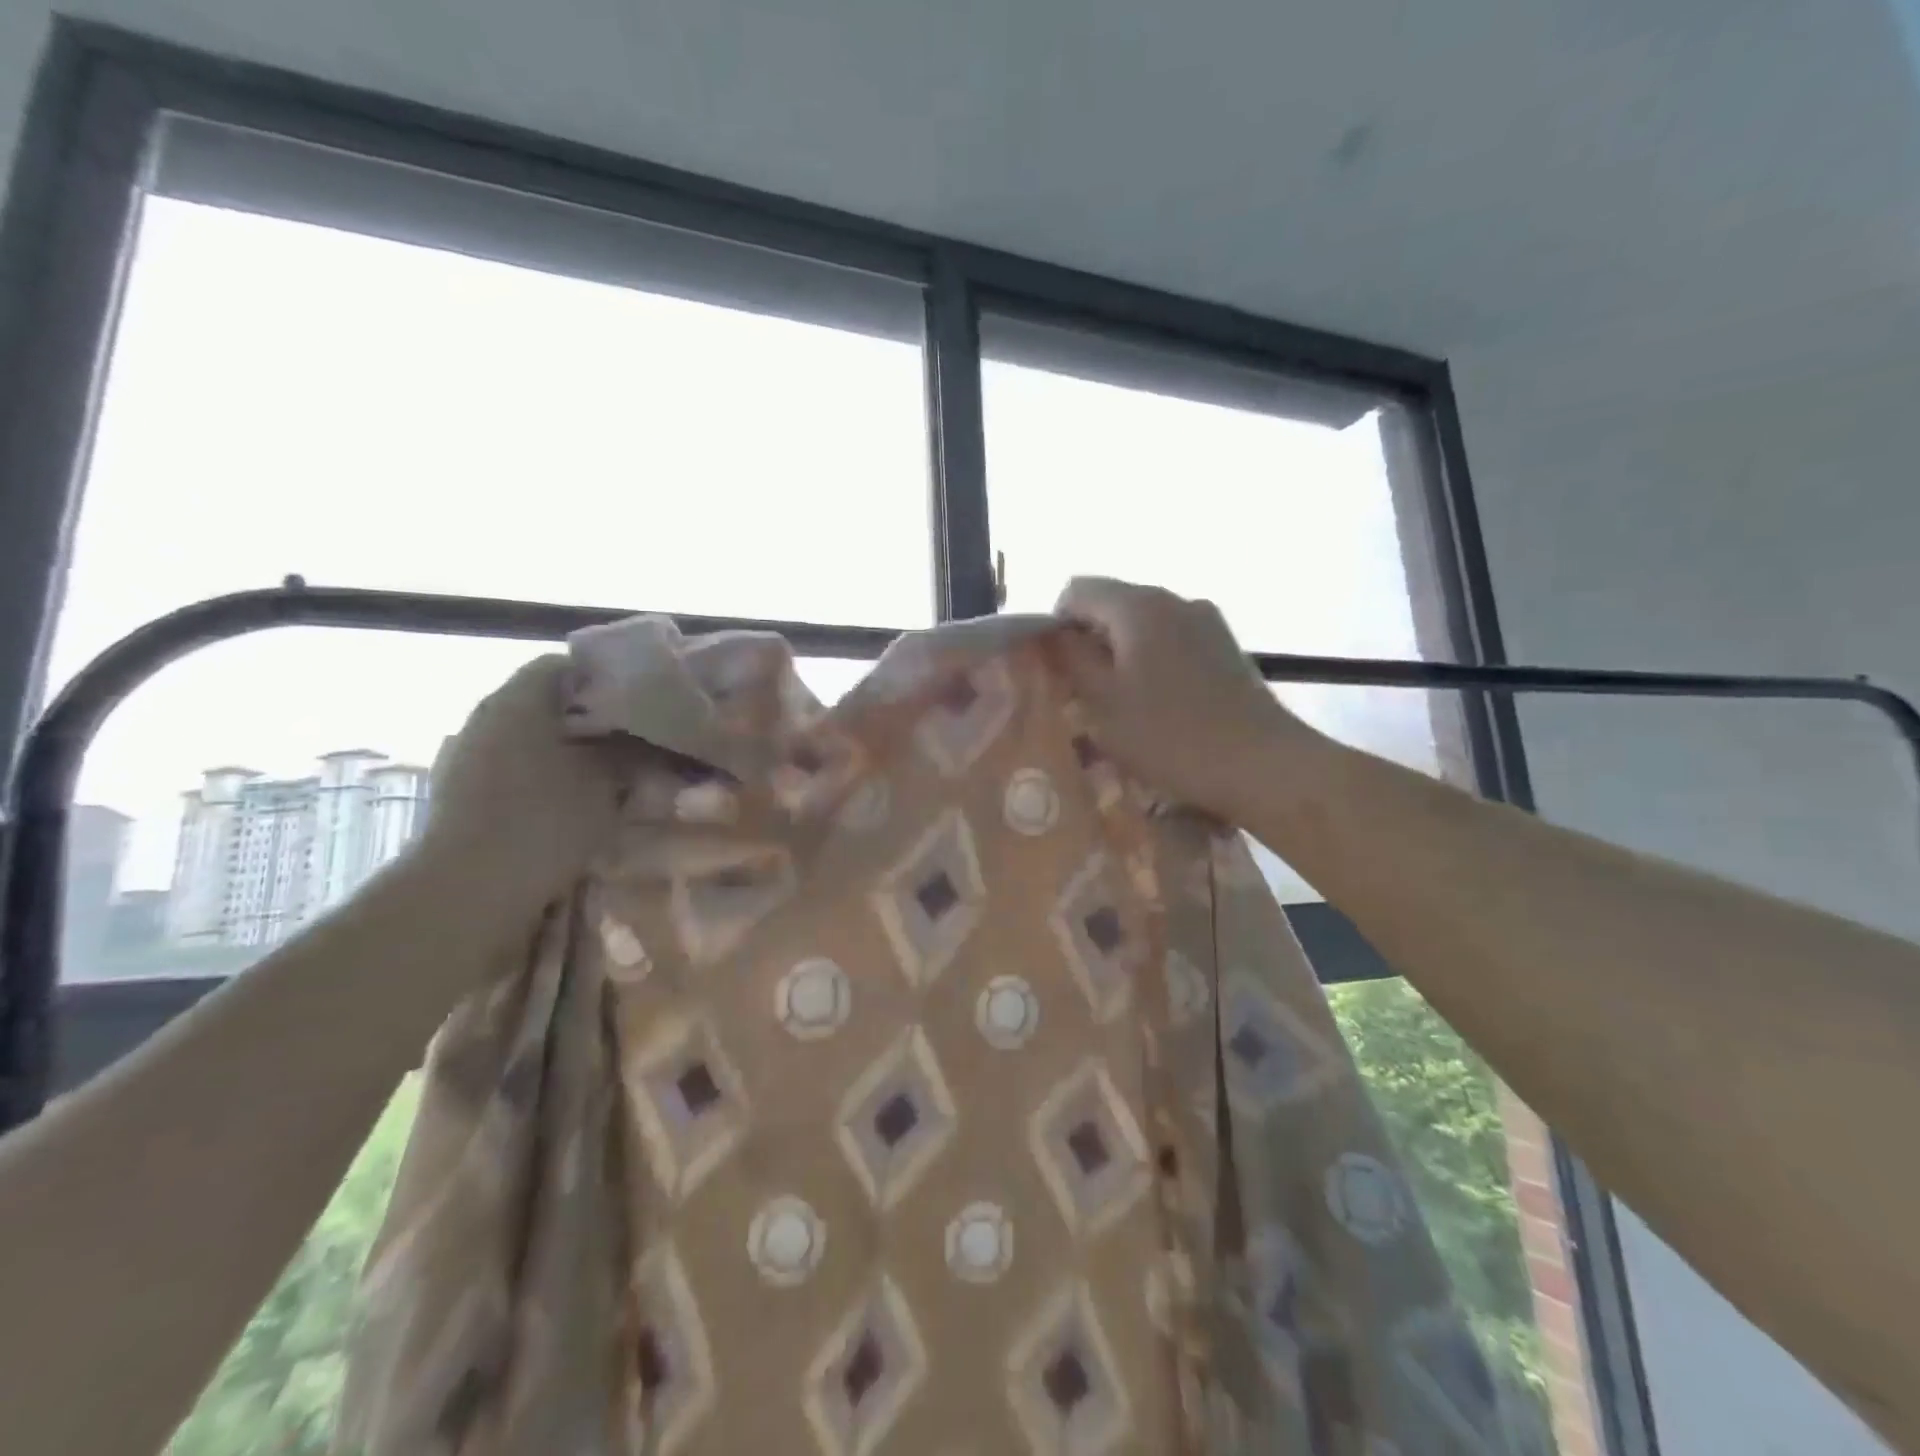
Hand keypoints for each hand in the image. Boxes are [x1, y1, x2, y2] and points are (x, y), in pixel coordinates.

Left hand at [408, 655, 627, 940]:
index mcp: (520, 696)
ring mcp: (469, 753)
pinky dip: (547, 775)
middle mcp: (488, 713)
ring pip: (534, 736)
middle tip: (634, 740)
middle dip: (592, 718)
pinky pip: (516, 766)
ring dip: (570, 750)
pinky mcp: (463, 790)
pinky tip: (574, 802)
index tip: (641, 703)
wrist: (469, 889)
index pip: (567, 664)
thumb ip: (631, 750)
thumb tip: (652, 738)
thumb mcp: (607, 780)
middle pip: (549, 701)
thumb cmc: (544, 819)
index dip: (607, 679)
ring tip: (610, 774)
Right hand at [1053, 577, 1325, 819]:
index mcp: (1139, 604)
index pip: (1076, 589)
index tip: (1059, 671)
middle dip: (1089, 642)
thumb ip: (1069, 659)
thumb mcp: (1102, 702)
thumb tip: (1051, 634)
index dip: (1055, 625)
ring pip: (1143, 624)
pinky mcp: (1226, 645)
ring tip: (1123, 704)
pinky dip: (1153, 661)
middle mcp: (1174, 598)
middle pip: (1112, 604)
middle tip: (1084, 694)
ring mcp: (1206, 620)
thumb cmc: (1170, 736)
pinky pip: (1173, 640)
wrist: (1262, 765)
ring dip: (1121, 654)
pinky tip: (1161, 704)